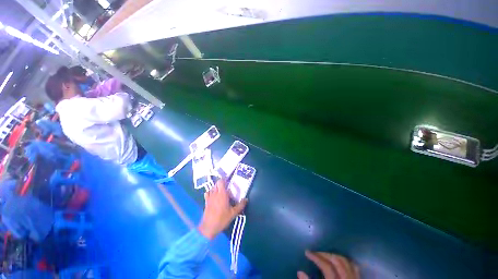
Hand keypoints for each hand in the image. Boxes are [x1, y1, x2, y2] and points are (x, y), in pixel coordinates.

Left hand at [198, 180, 247, 239]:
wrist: (208, 228)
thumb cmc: (222, 219)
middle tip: (227, 186)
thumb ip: (240, 205)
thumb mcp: (233, 213)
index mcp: (222, 194)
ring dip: (216, 187)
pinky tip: (213, 196)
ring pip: (212, 187)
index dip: (224, 179)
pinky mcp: (206, 201)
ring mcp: (209, 197)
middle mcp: (215, 193)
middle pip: (217, 183)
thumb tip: (246, 199)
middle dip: (221, 183)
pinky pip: (207, 193)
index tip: (229, 181)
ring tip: (221, 191)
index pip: (221, 181)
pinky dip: (210, 192)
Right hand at [297, 251, 359, 278]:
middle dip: (324, 254)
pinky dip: (346, 261)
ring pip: (346, 261)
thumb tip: (299, 272)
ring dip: (334, 255)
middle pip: (336, 261)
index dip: (316, 257)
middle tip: (315, 253)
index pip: (326, 266)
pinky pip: (354, 267)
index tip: (307, 252)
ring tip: (325, 255)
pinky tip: (339, 261)